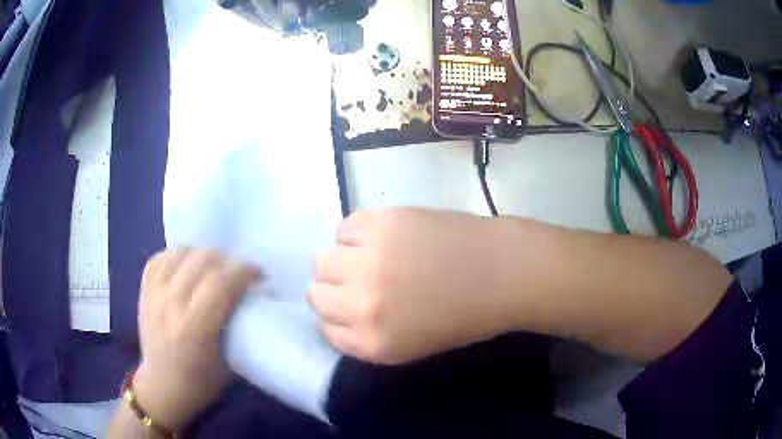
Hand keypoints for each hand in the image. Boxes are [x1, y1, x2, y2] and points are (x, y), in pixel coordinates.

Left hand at [133, 249, 259, 429]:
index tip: (258, 274)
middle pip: (202, 260)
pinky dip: (178, 256)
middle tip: (237, 273)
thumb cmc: (200, 384)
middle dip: (227, 261)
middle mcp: (171, 305)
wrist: (162, 388)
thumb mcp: (229, 364)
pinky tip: (186, 267)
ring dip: (202, 255)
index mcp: (194, 329)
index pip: (222, 282)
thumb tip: (250, 297)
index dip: (244, 270)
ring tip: (211, 269)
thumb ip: (237, 327)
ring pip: (181, 253)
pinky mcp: (143, 290)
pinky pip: (161, 257)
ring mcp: (153, 294)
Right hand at [308, 208, 528, 364]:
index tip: (347, 305)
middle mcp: (361, 305)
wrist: (501, 272)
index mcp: (372, 343)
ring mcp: (367, 260)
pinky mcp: (380, 223)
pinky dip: (356, 232)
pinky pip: (344, 227)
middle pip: (315, 293)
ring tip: (369, 255)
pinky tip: (382, 236)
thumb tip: (337, 309)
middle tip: (357, 279)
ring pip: (321, 259)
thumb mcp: (409, 345)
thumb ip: (366, 334)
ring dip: (341, 259)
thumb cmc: (463, 315)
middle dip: (333, 289)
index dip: (336, 315)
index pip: (324, 329)